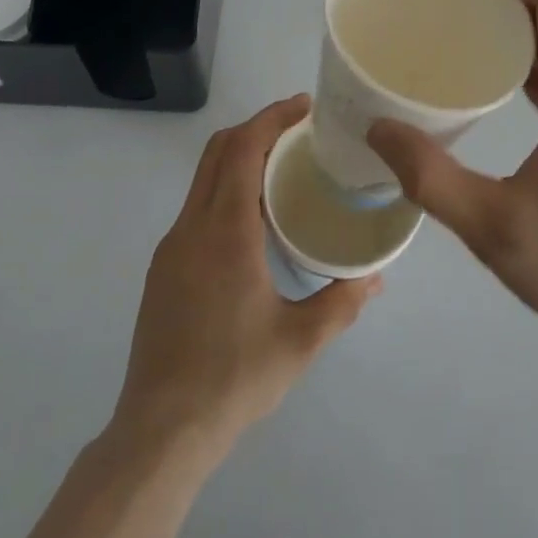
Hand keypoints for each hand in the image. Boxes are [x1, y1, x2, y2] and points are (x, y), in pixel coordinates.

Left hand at [112, 95, 380, 458]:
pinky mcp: (164, 267)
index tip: (304, 105)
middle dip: (258, 126)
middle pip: (219, 150)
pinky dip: (225, 186)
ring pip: (204, 176)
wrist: (160, 432)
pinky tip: (252, 218)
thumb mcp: (299, 342)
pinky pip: (197, 205)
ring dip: (239, 155)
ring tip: (282, 167)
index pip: (244, 148)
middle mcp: (193, 226)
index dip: (272, 117)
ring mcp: (172, 246)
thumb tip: (376, 276)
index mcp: (226, 231)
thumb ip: (341, 303)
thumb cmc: (233, 379)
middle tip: (299, 128)